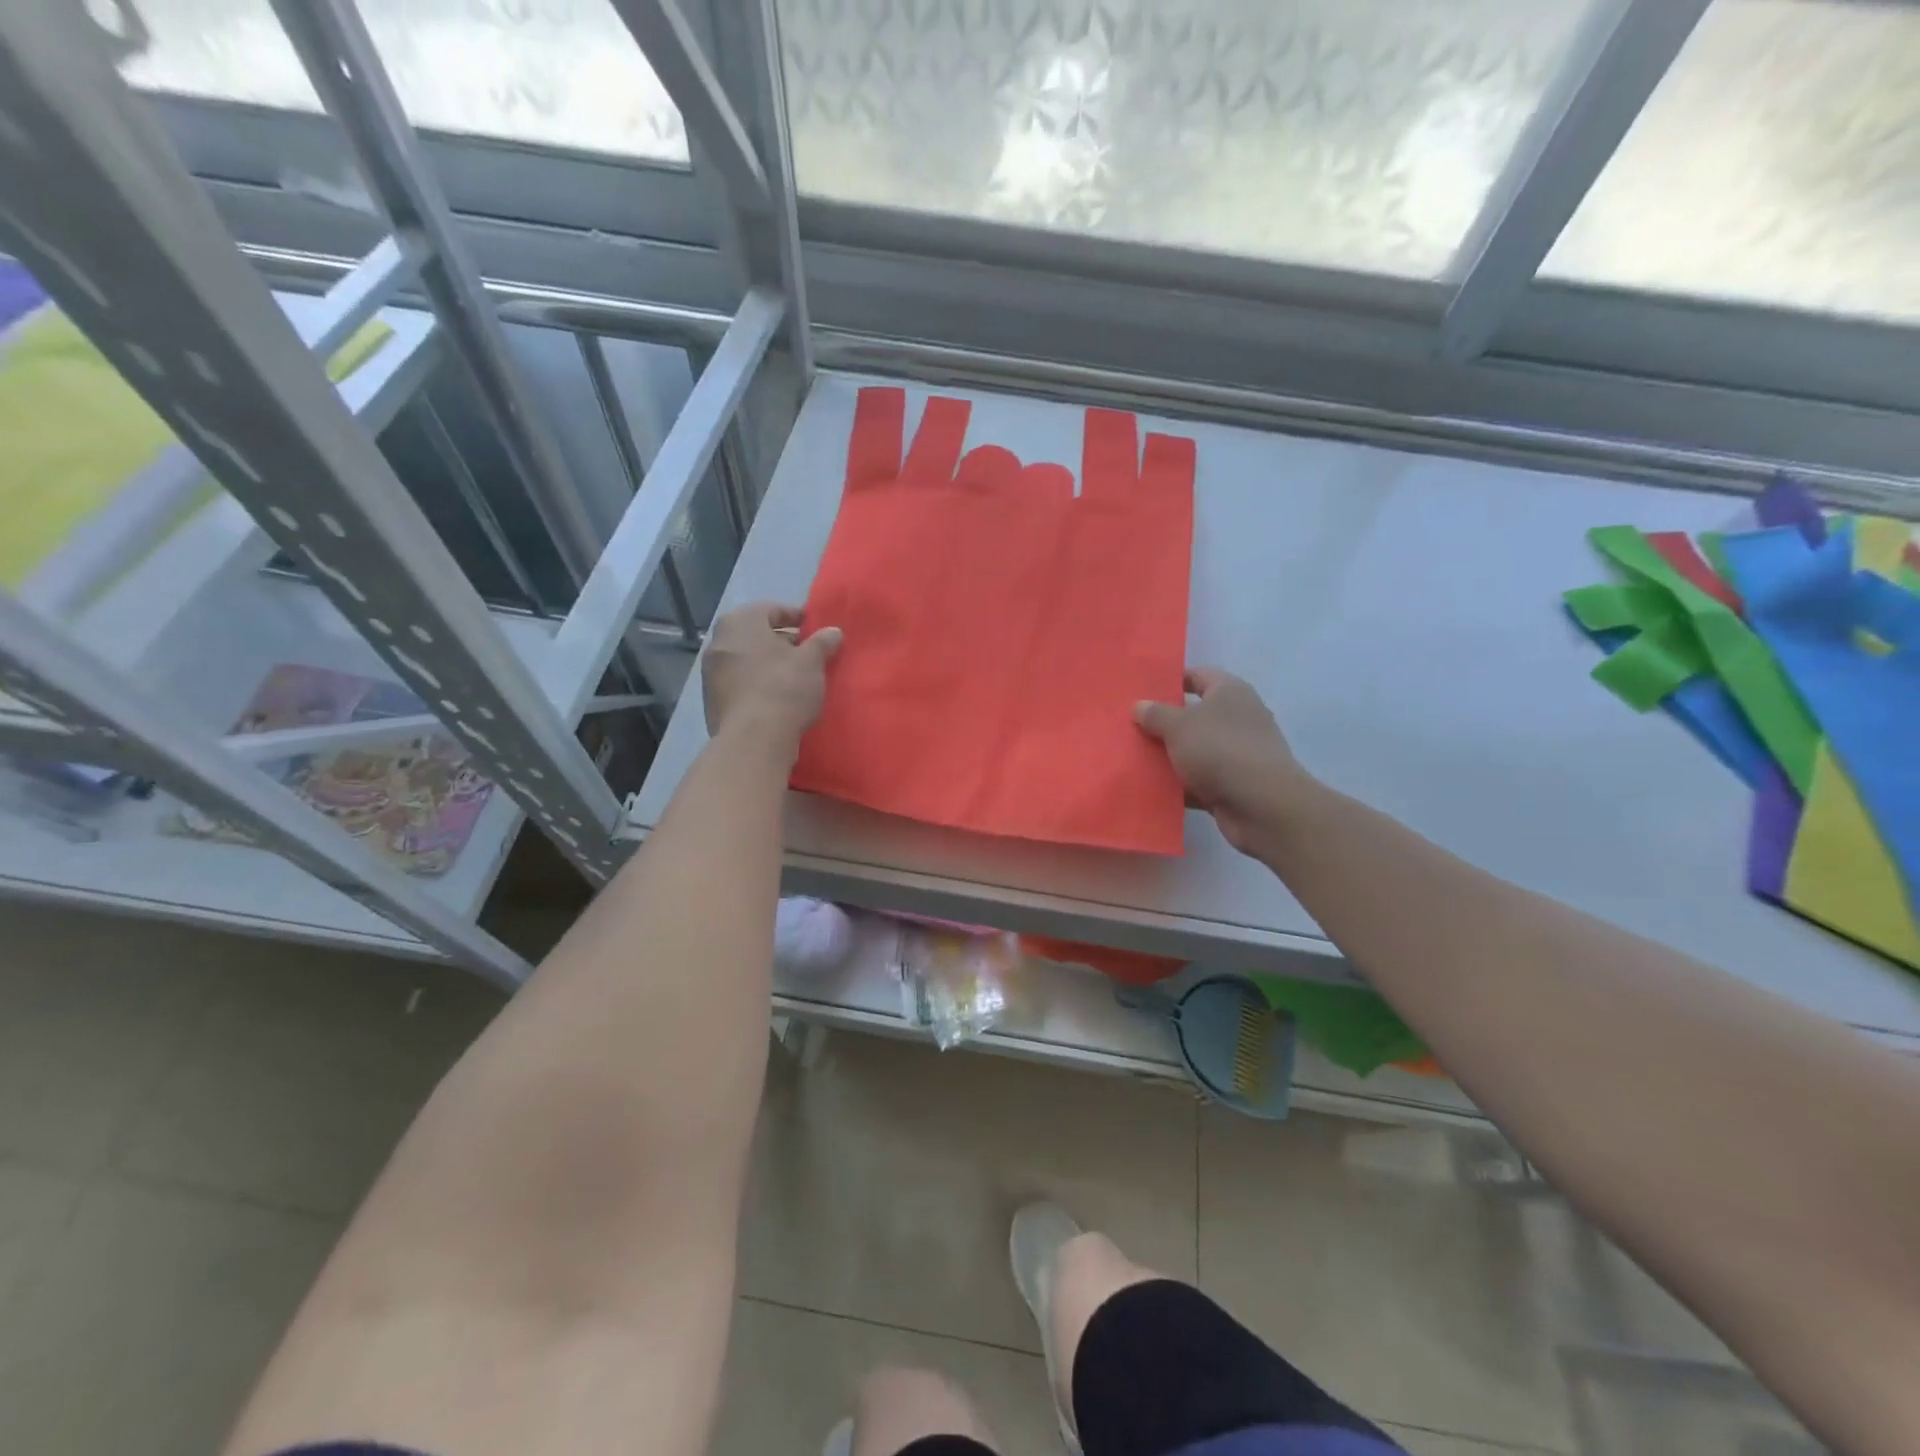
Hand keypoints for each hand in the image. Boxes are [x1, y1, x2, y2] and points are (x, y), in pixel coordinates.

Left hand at [702, 603, 842, 756]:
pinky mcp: (711, 700)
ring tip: (794, 678)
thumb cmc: (783, 688)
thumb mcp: (812, 661)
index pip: (772, 609)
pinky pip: (740, 683)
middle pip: (756, 635)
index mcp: (740, 622)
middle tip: (807, 654)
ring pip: (747, 660)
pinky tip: (776, 698)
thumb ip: (822, 642)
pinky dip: (757, 684)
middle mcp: (719, 641)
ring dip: (768, 665)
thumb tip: (833, 631)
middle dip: (781, 642)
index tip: (815, 629)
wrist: (753, 739)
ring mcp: (710, 672)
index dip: (796, 617)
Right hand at [1134, 669, 1314, 855]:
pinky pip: (1199, 779)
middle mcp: (1238, 718)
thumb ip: (1155, 714)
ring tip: (1134, 757)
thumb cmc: (1219, 749)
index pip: (1198, 676)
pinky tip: (1152, 788)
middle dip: (1165, 722)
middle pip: (1195, 715)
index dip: (1171, 681)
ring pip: (1195, 749)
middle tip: (1131, 726)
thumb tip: (1139, 705)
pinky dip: (1180, 784)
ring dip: (1170, 755)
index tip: (1142, 692)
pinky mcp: (1234, 784)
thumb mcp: (1178, 725)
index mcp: (1230, 692)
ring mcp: (1238, 753)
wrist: (1261, 805)